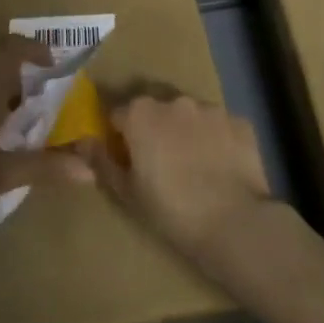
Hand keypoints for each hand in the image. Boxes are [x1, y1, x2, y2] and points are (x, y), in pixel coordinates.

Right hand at [74, 94, 273, 265]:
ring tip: (194, 166)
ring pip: (189, 115)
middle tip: (160, 163)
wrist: (233, 222)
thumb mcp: (126, 192)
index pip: (119, 115)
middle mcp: (174, 100)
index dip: (120, 137)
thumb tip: (82, 142)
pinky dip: (217, 140)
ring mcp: (210, 108)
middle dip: (154, 129)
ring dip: (186, 131)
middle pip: (155, 110)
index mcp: (140, 113)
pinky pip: (220, 126)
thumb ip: (101, 162)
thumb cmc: (170, 209)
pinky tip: (221, 167)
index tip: (127, 159)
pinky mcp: (240, 122)